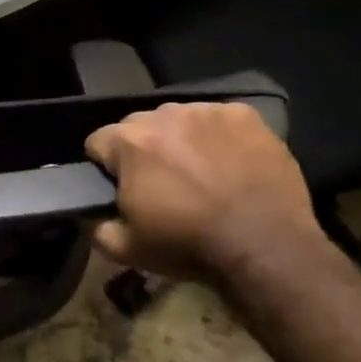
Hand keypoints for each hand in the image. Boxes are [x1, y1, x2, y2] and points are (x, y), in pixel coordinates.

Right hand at [85, 102, 322, 280]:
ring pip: (179, 119)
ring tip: (200, 172)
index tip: (122, 189)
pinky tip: (230, 163)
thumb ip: (98, 227)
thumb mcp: (126, 249)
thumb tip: (94, 216)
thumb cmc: (189, 245)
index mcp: (129, 141)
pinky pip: (219, 120)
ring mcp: (207, 111)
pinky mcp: (245, 116)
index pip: (97, 142)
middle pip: (138, 126)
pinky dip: (218, 137)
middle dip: (143, 150)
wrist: (266, 247)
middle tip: (162, 183)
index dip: (106, 168)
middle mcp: (164, 115)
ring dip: (180, 140)